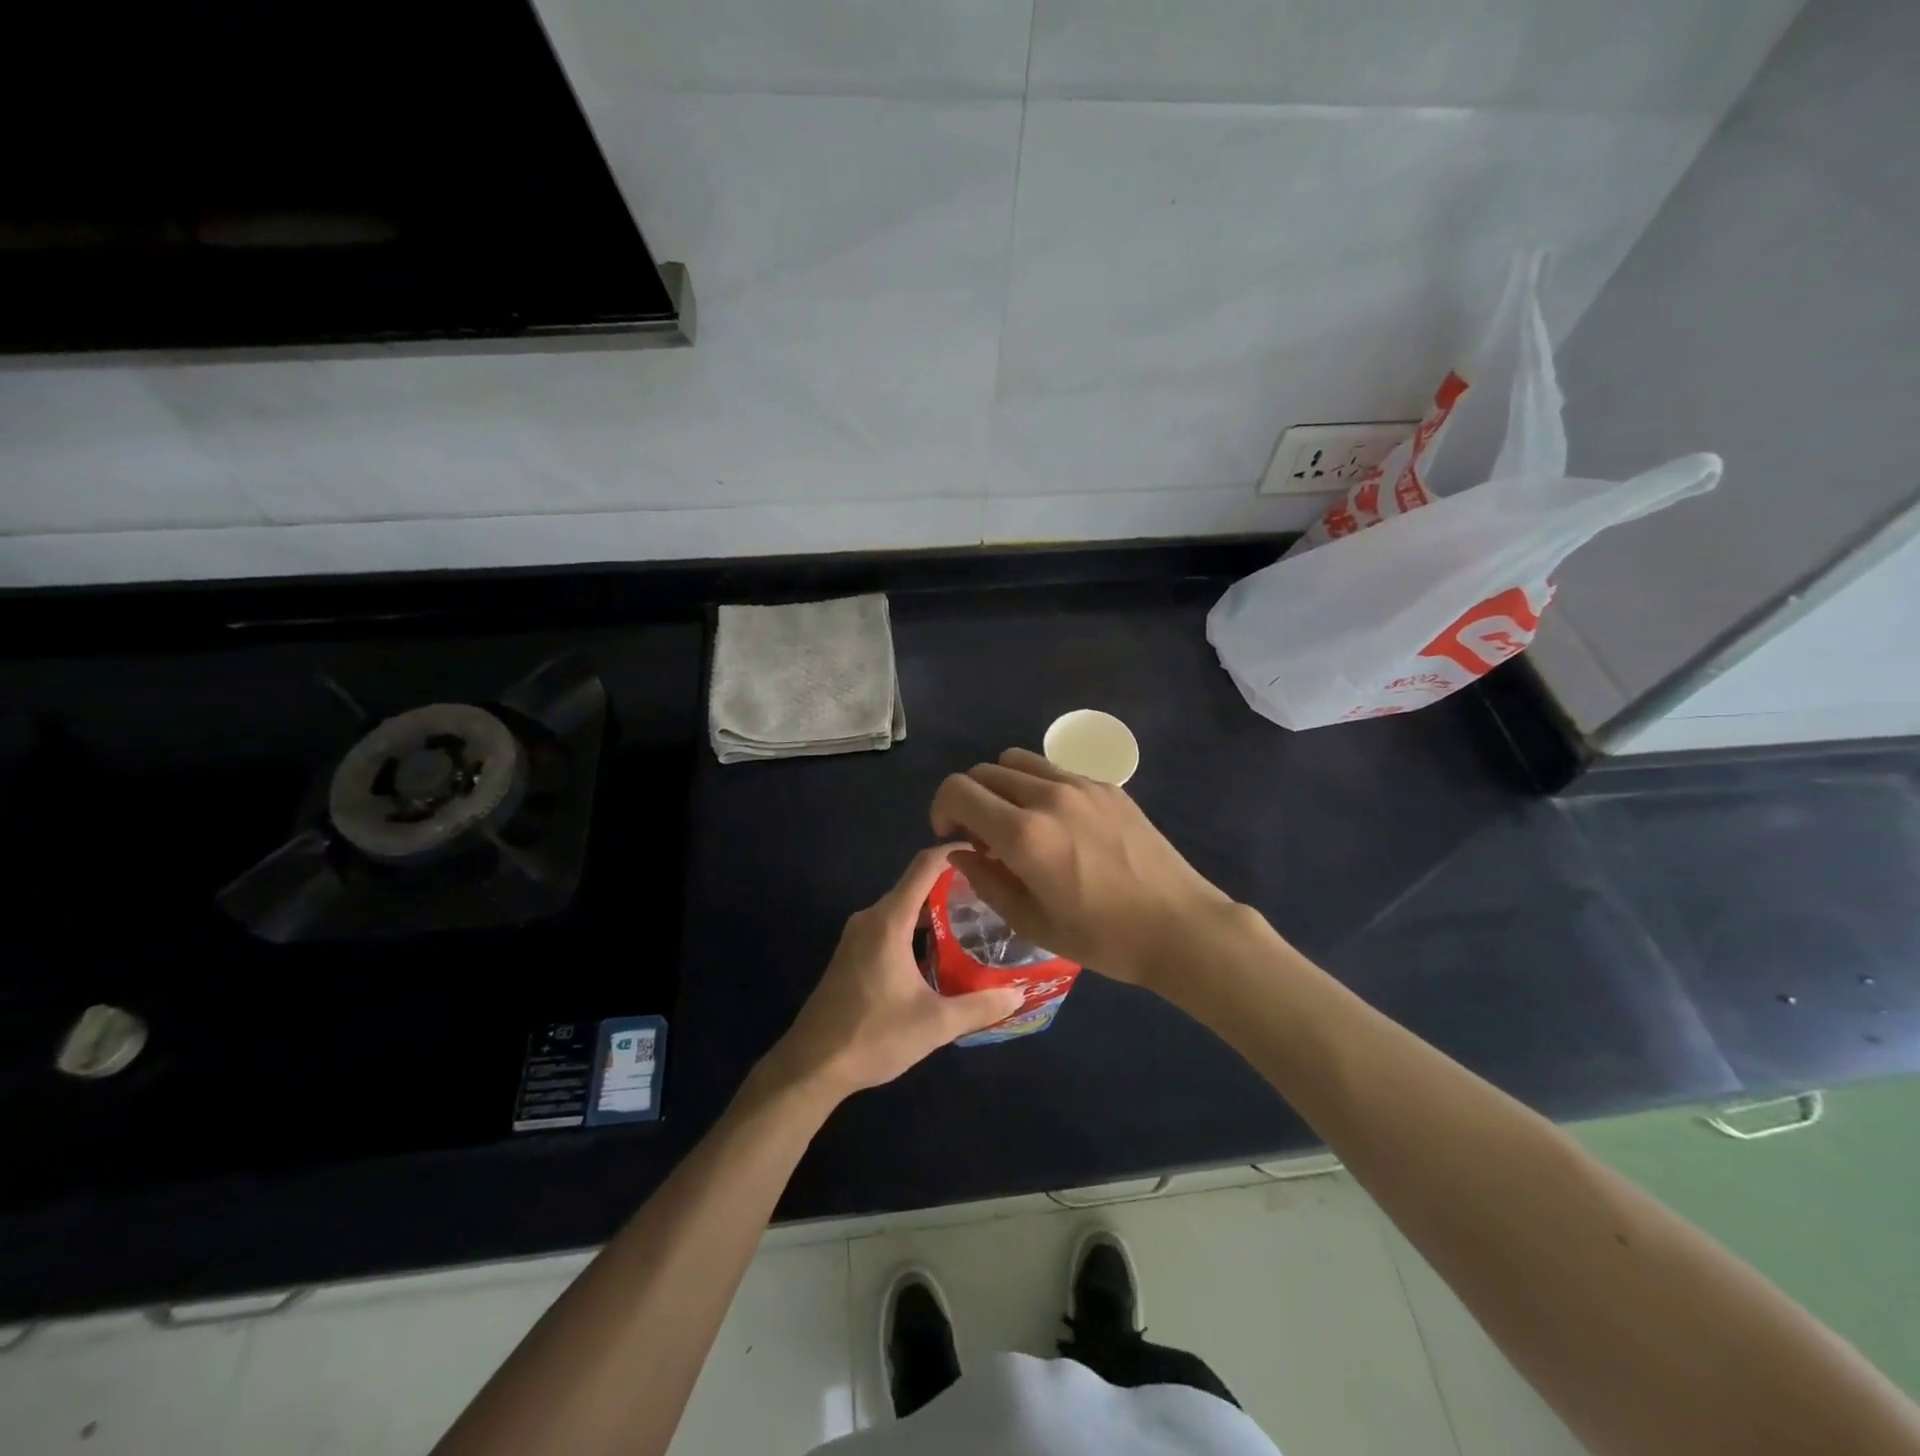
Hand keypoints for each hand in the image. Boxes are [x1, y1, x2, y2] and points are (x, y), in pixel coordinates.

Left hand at [759, 846, 1024, 1102]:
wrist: (810, 1066)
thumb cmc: (872, 1037)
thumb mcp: (934, 1025)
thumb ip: (980, 1006)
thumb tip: (1019, 993)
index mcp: (888, 921)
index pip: (925, 866)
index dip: (955, 852)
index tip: (988, 851)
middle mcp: (871, 918)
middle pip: (915, 884)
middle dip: (954, 884)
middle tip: (993, 895)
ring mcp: (858, 936)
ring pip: (903, 907)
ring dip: (935, 909)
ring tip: (976, 921)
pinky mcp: (853, 954)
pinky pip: (891, 925)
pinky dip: (917, 927)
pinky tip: (941, 951)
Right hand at [929, 748, 1233, 987]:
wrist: (1179, 926)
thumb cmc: (1104, 937)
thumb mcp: (1033, 923)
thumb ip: (986, 882)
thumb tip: (961, 853)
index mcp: (1024, 834)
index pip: (958, 791)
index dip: (941, 809)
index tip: (951, 836)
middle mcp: (1047, 796)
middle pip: (984, 771)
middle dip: (969, 799)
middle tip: (982, 836)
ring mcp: (1081, 785)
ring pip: (1018, 761)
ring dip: (1002, 786)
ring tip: (1016, 822)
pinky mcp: (1107, 786)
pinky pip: (1055, 770)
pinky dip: (1037, 785)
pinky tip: (1057, 822)